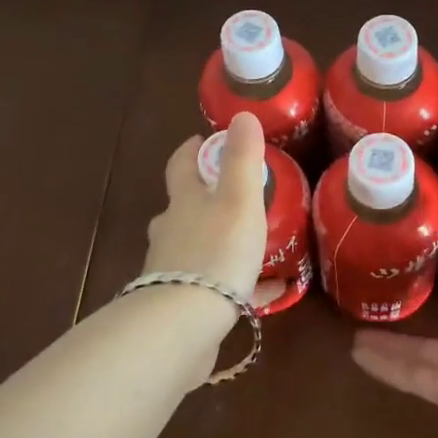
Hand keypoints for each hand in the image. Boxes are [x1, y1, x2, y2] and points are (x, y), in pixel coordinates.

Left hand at [144, 113, 268, 301]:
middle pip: (182, 208)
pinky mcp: (182, 304)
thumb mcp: (238, 200)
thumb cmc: (216, 252)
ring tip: (247, 243)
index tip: (203, 140)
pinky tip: (265, 293)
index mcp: (184, 203)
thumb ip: (242, 159)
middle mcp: (171, 232)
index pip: (181, 166)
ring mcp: (173, 270)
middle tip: (230, 194)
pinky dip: (238, 284)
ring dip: (216, 240)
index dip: (191, 150)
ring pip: (194, 247)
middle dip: (201, 198)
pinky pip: (214, 287)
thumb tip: (241, 114)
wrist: (184, 322)